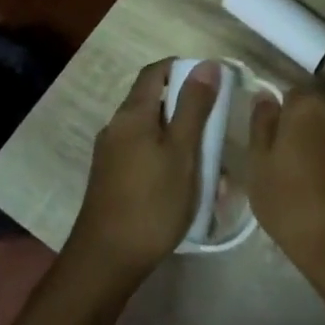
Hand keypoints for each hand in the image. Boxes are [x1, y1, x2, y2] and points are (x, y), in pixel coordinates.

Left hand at [67, 60, 220, 281]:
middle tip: (217, 132)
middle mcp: (116, 127)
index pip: (155, 72)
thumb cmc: (152, 202)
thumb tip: (206, 64)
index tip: (212, 82)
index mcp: (132, 114)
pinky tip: (187, 188)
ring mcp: (111, 154)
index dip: (183, 69)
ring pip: (152, 133)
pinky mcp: (112, 178)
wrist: (107, 260)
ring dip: (182, 142)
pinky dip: (168, 161)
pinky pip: (145, 156)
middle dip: (188, 112)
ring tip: (209, 169)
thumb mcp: (183, 152)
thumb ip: (194, 107)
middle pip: (155, 103)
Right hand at [242, 88, 324, 280]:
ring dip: (313, 144)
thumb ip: (261, 123)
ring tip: (295, 175)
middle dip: (296, 127)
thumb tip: (266, 97)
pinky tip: (316, 185)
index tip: (265, 142)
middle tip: (277, 159)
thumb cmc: (289, 199)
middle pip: (310, 110)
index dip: (275, 116)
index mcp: (309, 105)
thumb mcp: (259, 162)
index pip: (288, 94)